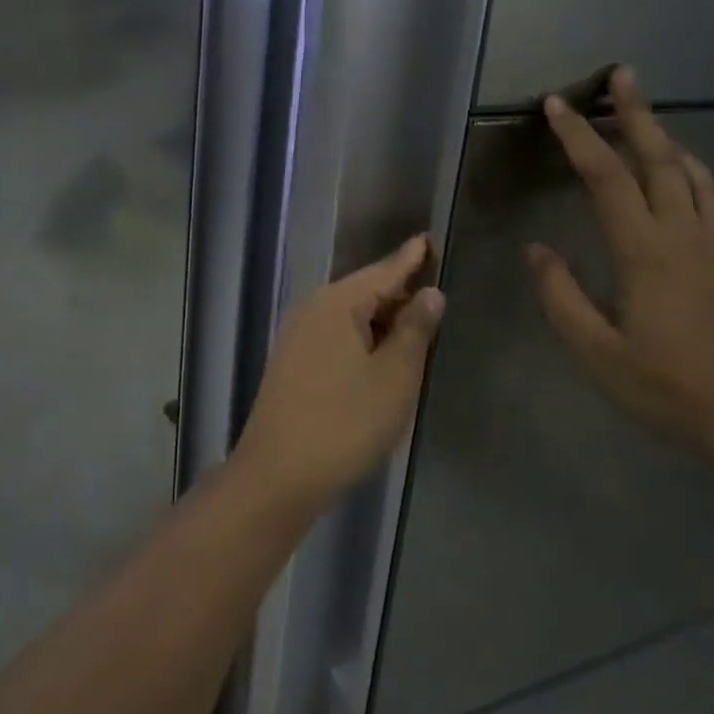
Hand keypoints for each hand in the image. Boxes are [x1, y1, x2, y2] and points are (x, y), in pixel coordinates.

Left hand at [235, 235, 444, 511]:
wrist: (278, 474)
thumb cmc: (345, 423)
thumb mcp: (394, 377)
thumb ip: (414, 330)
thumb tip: (429, 292)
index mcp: (338, 303)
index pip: (384, 271)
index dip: (411, 257)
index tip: (430, 238)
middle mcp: (313, 309)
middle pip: (365, 290)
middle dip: (399, 290)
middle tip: (435, 288)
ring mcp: (298, 336)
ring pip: (350, 315)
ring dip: (383, 318)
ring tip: (416, 320)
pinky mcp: (293, 362)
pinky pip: (337, 335)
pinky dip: (364, 337)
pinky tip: (381, 353)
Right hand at [525, 68, 713, 453]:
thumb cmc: (669, 388)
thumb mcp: (598, 353)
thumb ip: (561, 297)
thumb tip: (536, 249)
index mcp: (646, 254)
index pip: (607, 179)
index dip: (579, 138)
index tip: (558, 104)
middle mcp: (684, 235)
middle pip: (658, 158)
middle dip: (636, 113)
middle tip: (621, 74)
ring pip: (690, 170)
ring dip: (665, 134)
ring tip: (642, 111)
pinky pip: (710, 193)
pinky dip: (689, 165)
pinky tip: (681, 167)